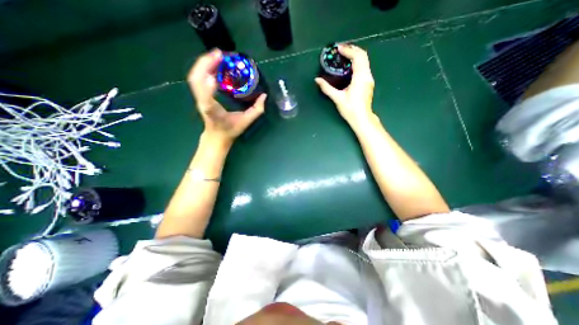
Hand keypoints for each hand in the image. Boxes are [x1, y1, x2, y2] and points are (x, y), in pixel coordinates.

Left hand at [187, 49, 267, 146]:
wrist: (216, 136)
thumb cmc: (230, 130)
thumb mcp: (246, 122)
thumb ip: (256, 110)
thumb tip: (264, 96)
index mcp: (213, 112)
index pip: (207, 100)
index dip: (208, 87)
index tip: (215, 76)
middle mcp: (203, 103)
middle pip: (196, 80)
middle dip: (205, 64)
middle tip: (220, 54)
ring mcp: (198, 98)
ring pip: (194, 77)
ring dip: (203, 63)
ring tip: (217, 55)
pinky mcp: (199, 95)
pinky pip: (197, 78)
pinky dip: (203, 67)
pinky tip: (213, 63)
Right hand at [316, 44, 374, 130]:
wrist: (362, 118)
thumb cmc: (350, 109)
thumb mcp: (337, 98)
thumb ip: (327, 88)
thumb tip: (317, 80)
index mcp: (360, 77)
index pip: (357, 57)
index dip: (348, 50)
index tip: (339, 49)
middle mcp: (367, 75)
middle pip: (363, 56)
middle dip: (353, 50)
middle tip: (341, 50)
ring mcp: (369, 79)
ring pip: (365, 61)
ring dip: (355, 55)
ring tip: (344, 56)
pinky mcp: (368, 83)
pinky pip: (364, 67)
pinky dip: (357, 62)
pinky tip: (350, 67)